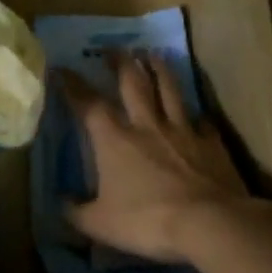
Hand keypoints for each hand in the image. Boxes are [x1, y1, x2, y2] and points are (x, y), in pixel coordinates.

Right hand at [62, 52, 260, 263]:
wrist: (209, 223)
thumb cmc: (147, 221)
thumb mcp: (99, 224)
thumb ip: (76, 212)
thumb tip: (60, 204)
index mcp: (114, 140)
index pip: (88, 104)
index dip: (72, 85)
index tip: (61, 68)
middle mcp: (146, 126)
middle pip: (132, 83)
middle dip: (120, 63)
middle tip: (113, 48)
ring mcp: (182, 131)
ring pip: (169, 90)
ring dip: (159, 70)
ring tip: (153, 54)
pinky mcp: (211, 143)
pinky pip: (202, 122)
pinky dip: (198, 116)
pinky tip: (198, 115)